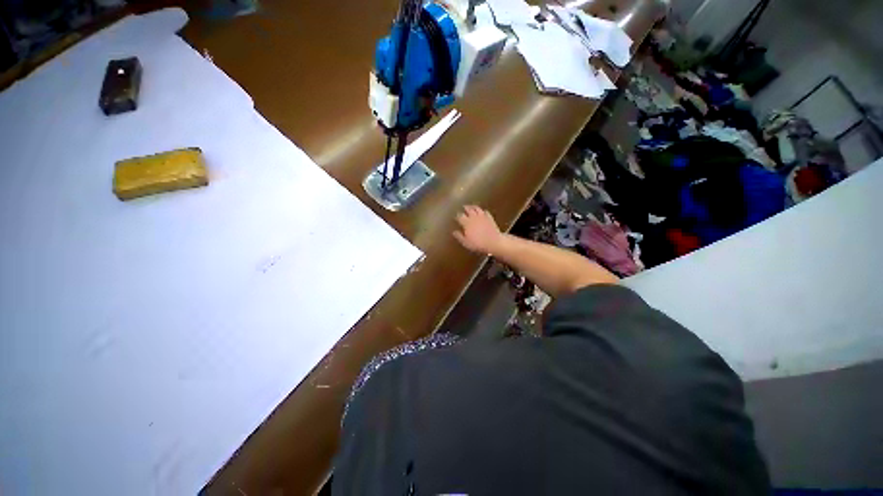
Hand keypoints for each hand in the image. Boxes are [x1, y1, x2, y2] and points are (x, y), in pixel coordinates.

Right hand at [453, 205, 502, 254]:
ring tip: (472, 206)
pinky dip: (483, 211)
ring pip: (477, 208)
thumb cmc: (478, 244)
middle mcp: (474, 217)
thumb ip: (459, 236)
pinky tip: (483, 212)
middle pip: (468, 209)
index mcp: (467, 223)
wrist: (493, 242)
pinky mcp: (490, 218)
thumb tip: (454, 232)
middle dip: (465, 208)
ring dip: (473, 207)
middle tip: (463, 207)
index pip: (460, 216)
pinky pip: (486, 212)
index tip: (456, 216)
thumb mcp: (466, 243)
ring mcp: (483, 216)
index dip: (457, 215)